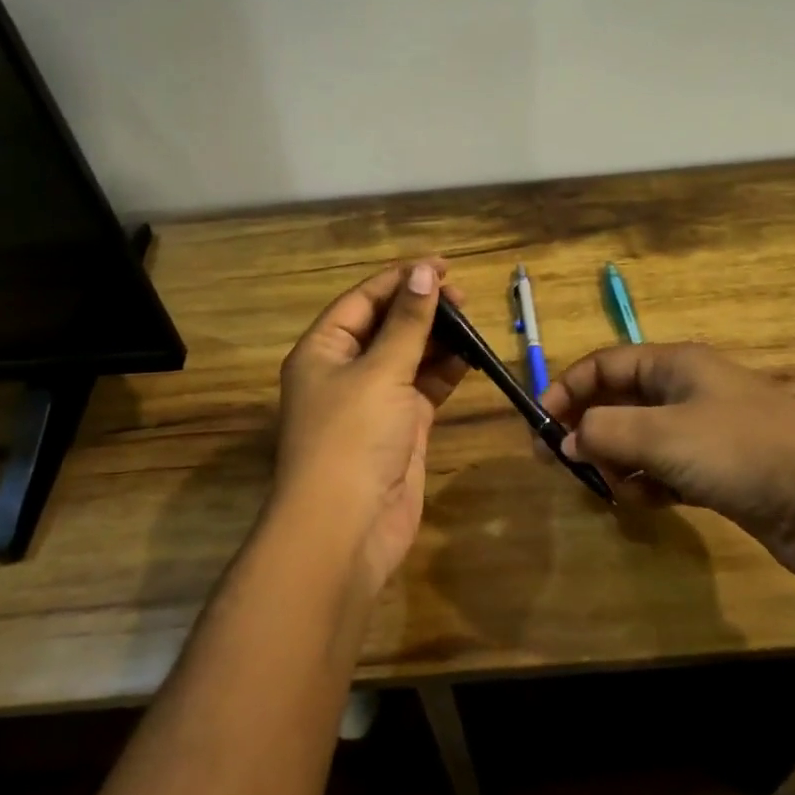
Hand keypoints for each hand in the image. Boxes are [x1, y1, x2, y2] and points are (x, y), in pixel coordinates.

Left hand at [273, 261, 469, 593]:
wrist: (347, 529)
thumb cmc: (353, 438)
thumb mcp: (380, 372)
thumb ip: (407, 323)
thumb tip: (424, 273)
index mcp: (323, 350)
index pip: (363, 300)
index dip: (401, 279)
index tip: (441, 265)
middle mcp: (345, 371)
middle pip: (386, 326)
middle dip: (421, 308)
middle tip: (462, 297)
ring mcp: (374, 401)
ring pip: (408, 356)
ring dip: (437, 338)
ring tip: (471, 320)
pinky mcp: (401, 427)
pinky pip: (424, 387)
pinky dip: (446, 371)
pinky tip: (471, 355)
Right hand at [539, 343, 794, 582]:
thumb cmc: (741, 450)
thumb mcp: (662, 435)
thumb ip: (604, 432)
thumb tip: (565, 439)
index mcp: (675, 364)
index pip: (605, 364)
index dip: (568, 388)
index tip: (538, 422)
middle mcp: (689, 391)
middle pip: (620, 401)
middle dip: (590, 430)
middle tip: (564, 462)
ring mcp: (707, 432)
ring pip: (642, 439)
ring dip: (620, 461)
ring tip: (614, 487)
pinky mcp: (721, 471)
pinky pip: (667, 470)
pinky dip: (650, 484)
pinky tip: (648, 504)